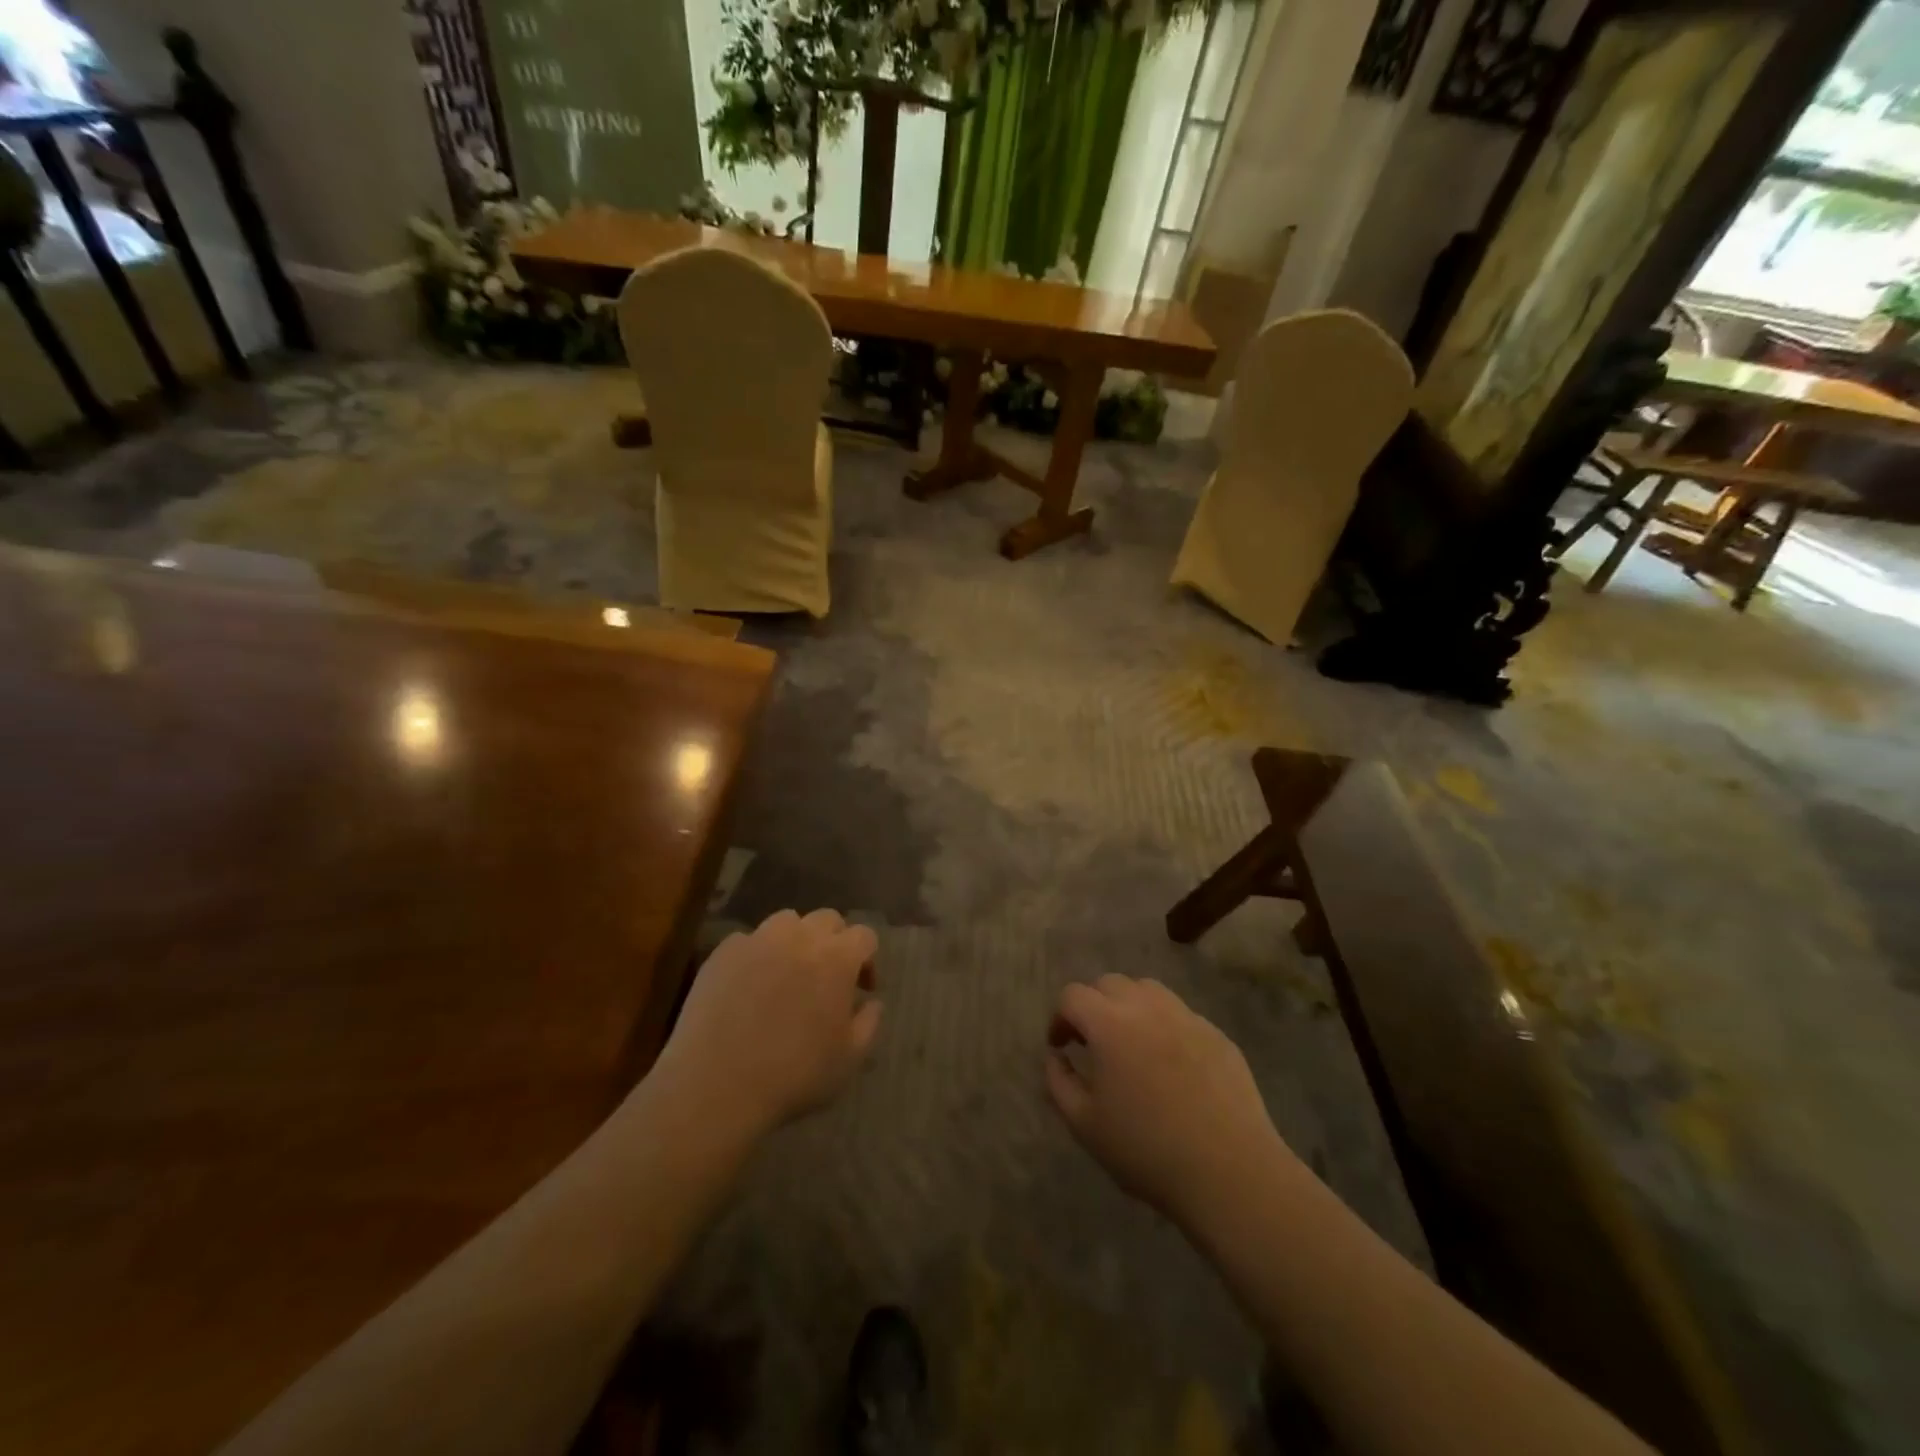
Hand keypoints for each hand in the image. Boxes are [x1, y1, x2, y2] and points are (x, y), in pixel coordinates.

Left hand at [654, 909, 880, 1139]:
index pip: (865, 935)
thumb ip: (868, 1023)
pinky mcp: (723, 952)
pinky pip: (748, 940)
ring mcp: (758, 940)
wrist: (716, 1085)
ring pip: (786, 921)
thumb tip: (872, 1002)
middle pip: (827, 919)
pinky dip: (756, 954)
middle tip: (828, 977)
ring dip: (795, 939)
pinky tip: (749, 985)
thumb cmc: (793, 1075)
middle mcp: (800, 937)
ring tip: (788, 972)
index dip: (868, 960)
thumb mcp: (848, 1059)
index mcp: (837, 958)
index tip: (862, 989)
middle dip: (835, 941)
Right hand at [1045, 975, 1290, 1226]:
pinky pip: (1181, 1015)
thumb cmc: (1146, 1150)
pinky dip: (1164, 1026)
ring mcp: (1187, 1017)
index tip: (1061, 1046)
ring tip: (1130, 1045)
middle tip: (1093, 1043)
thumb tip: (1055, 1056)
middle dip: (1093, 1006)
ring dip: (1129, 1007)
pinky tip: (1170, 1065)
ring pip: (1148, 990)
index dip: (1060, 1017)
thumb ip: (1058, 1082)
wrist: (1229, 1173)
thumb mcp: (1084, 1124)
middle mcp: (1147, 1007)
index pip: (1072, 995)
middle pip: (1109, 984)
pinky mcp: (1217, 1034)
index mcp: (1109, 1024)